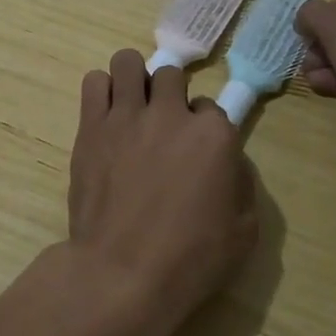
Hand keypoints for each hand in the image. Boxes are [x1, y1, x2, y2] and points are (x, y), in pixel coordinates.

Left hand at [63, 50, 257, 335]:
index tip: (196, 150)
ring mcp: (127, 115)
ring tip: (131, 105)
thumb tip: (230, 162)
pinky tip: (105, 114)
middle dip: (169, 94)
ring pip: (128, 62)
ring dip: (133, 78)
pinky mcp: (92, 126)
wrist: (121, 273)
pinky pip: (94, 81)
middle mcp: (171, 113)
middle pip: (170, 74)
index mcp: (214, 135)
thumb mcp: (243, 232)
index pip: (212, 107)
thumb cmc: (189, 261)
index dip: (204, 128)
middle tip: (162, 125)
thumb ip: (242, 185)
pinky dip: (102, 90)